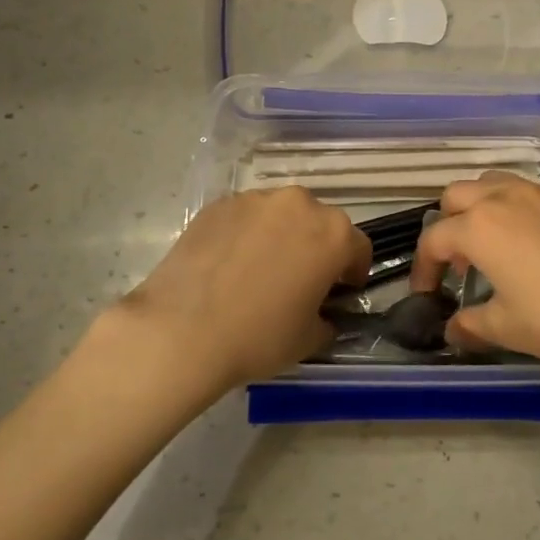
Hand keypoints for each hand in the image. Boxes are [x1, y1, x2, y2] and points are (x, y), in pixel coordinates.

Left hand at [108, 187, 370, 393]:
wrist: (181, 329)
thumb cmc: (258, 336)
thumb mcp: (309, 339)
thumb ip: (326, 319)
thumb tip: (322, 314)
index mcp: (333, 234)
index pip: (358, 247)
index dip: (352, 272)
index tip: (340, 292)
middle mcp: (298, 204)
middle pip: (319, 223)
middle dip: (316, 247)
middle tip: (300, 280)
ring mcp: (255, 200)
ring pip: (280, 215)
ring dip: (280, 236)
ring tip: (259, 270)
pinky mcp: (218, 204)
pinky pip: (245, 217)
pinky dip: (245, 234)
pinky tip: (228, 265)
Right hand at [409, 172, 539, 380]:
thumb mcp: (508, 328)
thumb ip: (471, 324)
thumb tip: (452, 329)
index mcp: (480, 226)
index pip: (434, 238)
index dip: (424, 268)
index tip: (428, 293)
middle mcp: (507, 197)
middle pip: (458, 195)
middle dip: (449, 224)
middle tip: (461, 263)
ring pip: (497, 184)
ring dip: (483, 209)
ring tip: (497, 247)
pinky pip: (536, 195)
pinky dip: (522, 212)